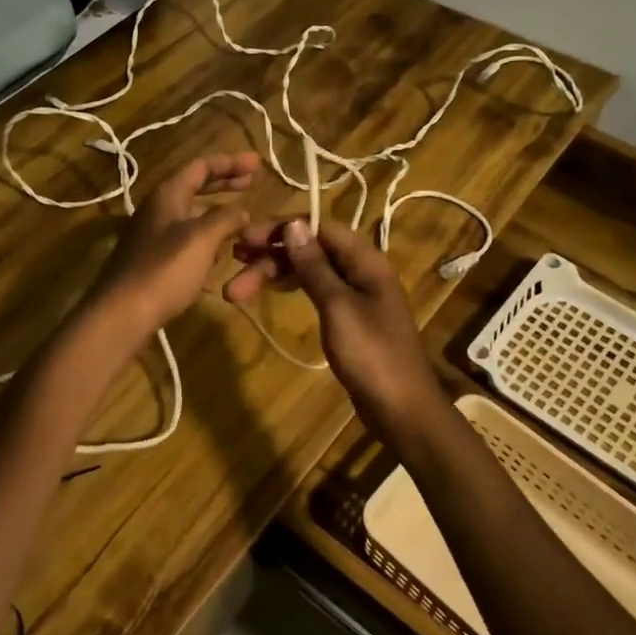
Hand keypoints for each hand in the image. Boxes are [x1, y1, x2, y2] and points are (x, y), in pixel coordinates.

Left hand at [83, 153, 258, 342]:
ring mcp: (153, 235)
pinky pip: (186, 242)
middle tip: (252, 184)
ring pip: (191, 216)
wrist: (123, 312)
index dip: (231, 162)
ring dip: (217, 216)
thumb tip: (241, 212)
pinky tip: (220, 258)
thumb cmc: (165, 269)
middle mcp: (158, 209)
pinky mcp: (153, 260)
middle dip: (224, 185)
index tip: (258, 164)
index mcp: (168, 194)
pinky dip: (206, 242)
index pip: (202, 166)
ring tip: (242, 224)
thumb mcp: (203, 238)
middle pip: (195, 188)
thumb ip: (226, 218)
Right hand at [225, 217, 443, 440]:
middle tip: (233, 271)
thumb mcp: (338, 307)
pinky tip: (271, 292)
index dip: (280, 228)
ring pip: (310, 271)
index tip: (244, 239)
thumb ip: (315, 266)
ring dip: (276, 274)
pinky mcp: (349, 318)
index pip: (319, 226)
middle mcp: (361, 270)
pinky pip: (316, 290)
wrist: (402, 409)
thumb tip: (294, 224)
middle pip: (311, 249)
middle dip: (271, 256)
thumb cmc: (371, 355)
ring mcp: (356, 295)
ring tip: (238, 289)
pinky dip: (292, 288)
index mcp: (364, 260)